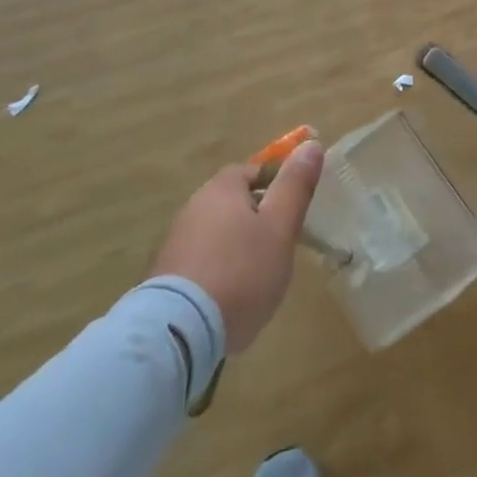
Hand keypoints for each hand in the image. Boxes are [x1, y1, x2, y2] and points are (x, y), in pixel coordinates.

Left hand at [148, 139, 324, 354]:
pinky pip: (202, 262)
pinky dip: (218, 272)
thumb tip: (311, 144)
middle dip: (257, 221)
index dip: (277, 187)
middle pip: (234, 203)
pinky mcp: (165, 276)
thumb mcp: (280, 227)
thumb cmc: (241, 271)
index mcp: (221, 188)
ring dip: (237, 248)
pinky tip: (229, 299)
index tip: (292, 214)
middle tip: (280, 247)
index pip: (254, 172)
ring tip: (257, 279)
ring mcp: (175, 242)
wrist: (179, 332)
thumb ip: (295, 186)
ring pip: (218, 234)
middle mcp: (193, 206)